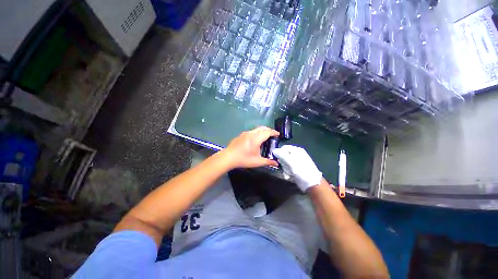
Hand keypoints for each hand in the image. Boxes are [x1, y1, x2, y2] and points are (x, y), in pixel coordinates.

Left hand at [222, 127, 279, 168]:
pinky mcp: (241, 135)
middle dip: (269, 130)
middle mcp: (251, 133)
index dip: (274, 132)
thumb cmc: (244, 159)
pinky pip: (251, 131)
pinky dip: (256, 133)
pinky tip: (255, 140)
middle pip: (262, 128)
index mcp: (256, 138)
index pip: (267, 132)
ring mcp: (245, 133)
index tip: (278, 134)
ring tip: (265, 137)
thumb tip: (276, 163)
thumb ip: (268, 162)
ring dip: (262, 131)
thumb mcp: (257, 162)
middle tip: (273, 135)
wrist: (228, 157)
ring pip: (256, 129)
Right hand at [272, 145, 321, 191]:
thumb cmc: (301, 170)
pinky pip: (289, 168)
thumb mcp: (290, 160)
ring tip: (288, 173)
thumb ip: (281, 154)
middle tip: (284, 168)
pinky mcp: (298, 168)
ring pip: (286, 163)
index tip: (277, 160)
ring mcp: (298, 161)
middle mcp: (297, 154)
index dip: (279, 153)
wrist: (312, 183)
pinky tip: (291, 176)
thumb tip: (274, 150)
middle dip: (282, 162)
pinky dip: (288, 172)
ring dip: (285, 169)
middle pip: (284, 156)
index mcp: (296, 150)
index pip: (283, 148)